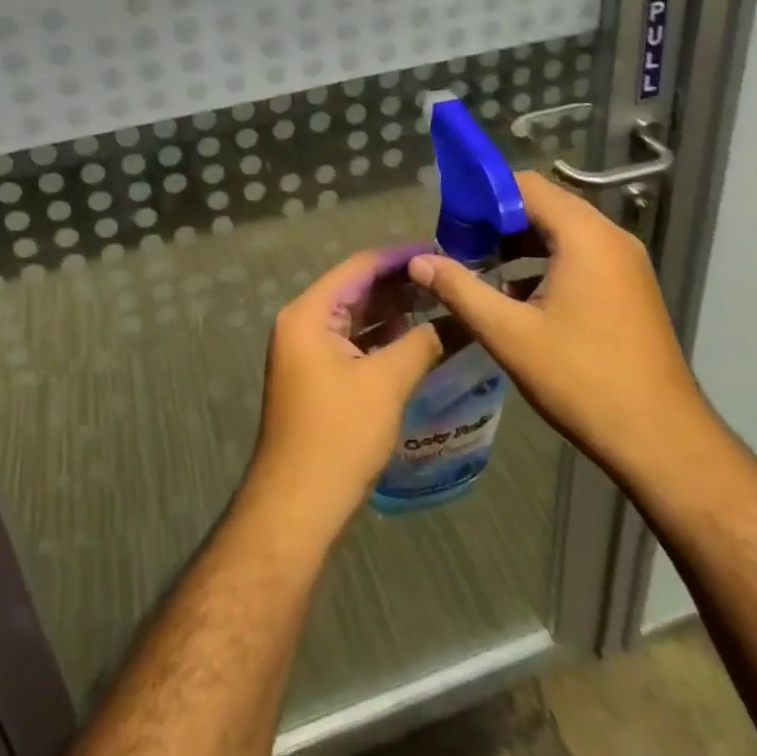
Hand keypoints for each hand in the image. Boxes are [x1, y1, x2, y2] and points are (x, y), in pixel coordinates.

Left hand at [245, 248, 444, 543]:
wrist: (298, 506)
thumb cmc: (339, 436)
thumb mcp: (387, 383)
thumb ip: (423, 343)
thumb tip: (458, 319)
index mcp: (309, 314)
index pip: (359, 267)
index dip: (400, 256)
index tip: (441, 250)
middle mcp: (303, 324)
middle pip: (357, 289)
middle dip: (400, 283)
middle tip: (447, 276)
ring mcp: (308, 352)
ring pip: (357, 317)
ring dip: (394, 310)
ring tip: (440, 301)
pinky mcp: (318, 377)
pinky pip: (354, 342)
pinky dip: (383, 337)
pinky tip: (417, 336)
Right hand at [408, 172, 707, 485]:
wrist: (662, 440)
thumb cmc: (582, 380)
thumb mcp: (509, 334)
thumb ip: (460, 289)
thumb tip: (417, 262)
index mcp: (584, 235)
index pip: (526, 185)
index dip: (484, 196)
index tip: (451, 221)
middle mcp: (610, 236)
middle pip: (545, 205)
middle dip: (498, 221)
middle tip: (459, 246)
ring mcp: (625, 262)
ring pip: (562, 232)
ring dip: (520, 244)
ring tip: (480, 268)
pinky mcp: (629, 286)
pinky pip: (580, 255)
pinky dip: (546, 263)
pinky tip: (517, 295)